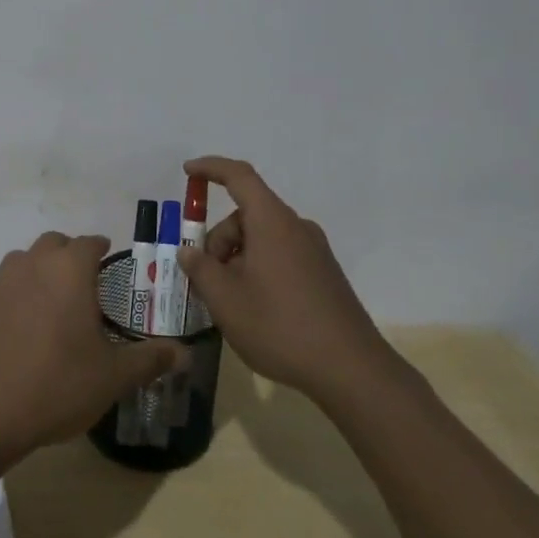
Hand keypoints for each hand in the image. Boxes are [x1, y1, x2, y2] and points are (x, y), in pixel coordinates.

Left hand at [0, 232, 185, 460]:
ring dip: (30, 271)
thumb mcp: (115, 376)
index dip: (100, 249)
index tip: (109, 262)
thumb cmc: (59, 386)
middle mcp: (31, 266)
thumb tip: (185, 352)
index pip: (89, 243)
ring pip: (15, 262)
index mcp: (69, 272)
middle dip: (67, 255)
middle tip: (80, 284)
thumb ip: (151, 358)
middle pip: (51, 244)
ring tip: (42, 299)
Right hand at [176, 157, 389, 399]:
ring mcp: (315, 251)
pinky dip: (258, 269)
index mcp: (272, 222)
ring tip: (229, 302)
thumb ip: (201, 269)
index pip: (239, 177)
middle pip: (247, 216)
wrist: (351, 369)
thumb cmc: (280, 326)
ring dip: (237, 259)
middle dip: (219, 240)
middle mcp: (297, 228)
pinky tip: (255, 308)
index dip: (211, 168)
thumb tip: (189, 252)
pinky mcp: (324, 274)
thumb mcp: (226, 300)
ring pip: (263, 239)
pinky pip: (281, 256)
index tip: (188, 172)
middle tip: (206, 281)